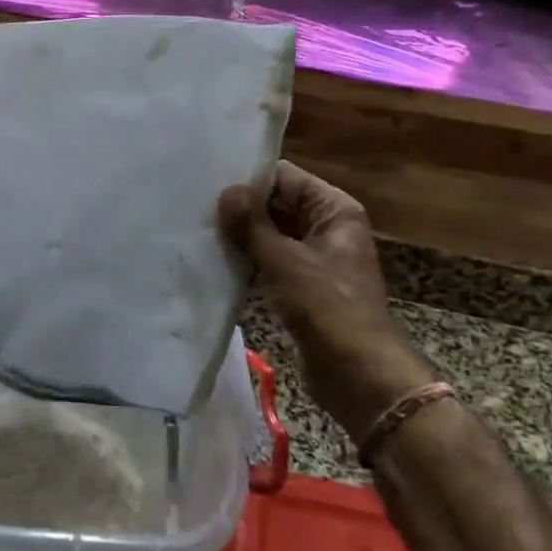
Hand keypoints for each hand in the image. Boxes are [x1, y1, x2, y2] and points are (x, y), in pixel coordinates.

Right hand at [219, 161, 436, 438]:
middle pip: (278, 204)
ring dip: (241, 235)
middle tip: (194, 204)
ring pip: (271, 234)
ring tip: (197, 227)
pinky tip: (213, 258)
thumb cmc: (327, 308)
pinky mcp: (302, 286)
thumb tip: (226, 192)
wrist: (357, 373)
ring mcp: (314, 258)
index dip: (250, 177)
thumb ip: (252, 225)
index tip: (208, 179)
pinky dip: (247, 259)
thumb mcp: (285, 261)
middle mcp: (327, 228)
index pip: (285, 177)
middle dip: (241, 207)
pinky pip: (270, 261)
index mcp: (334, 210)